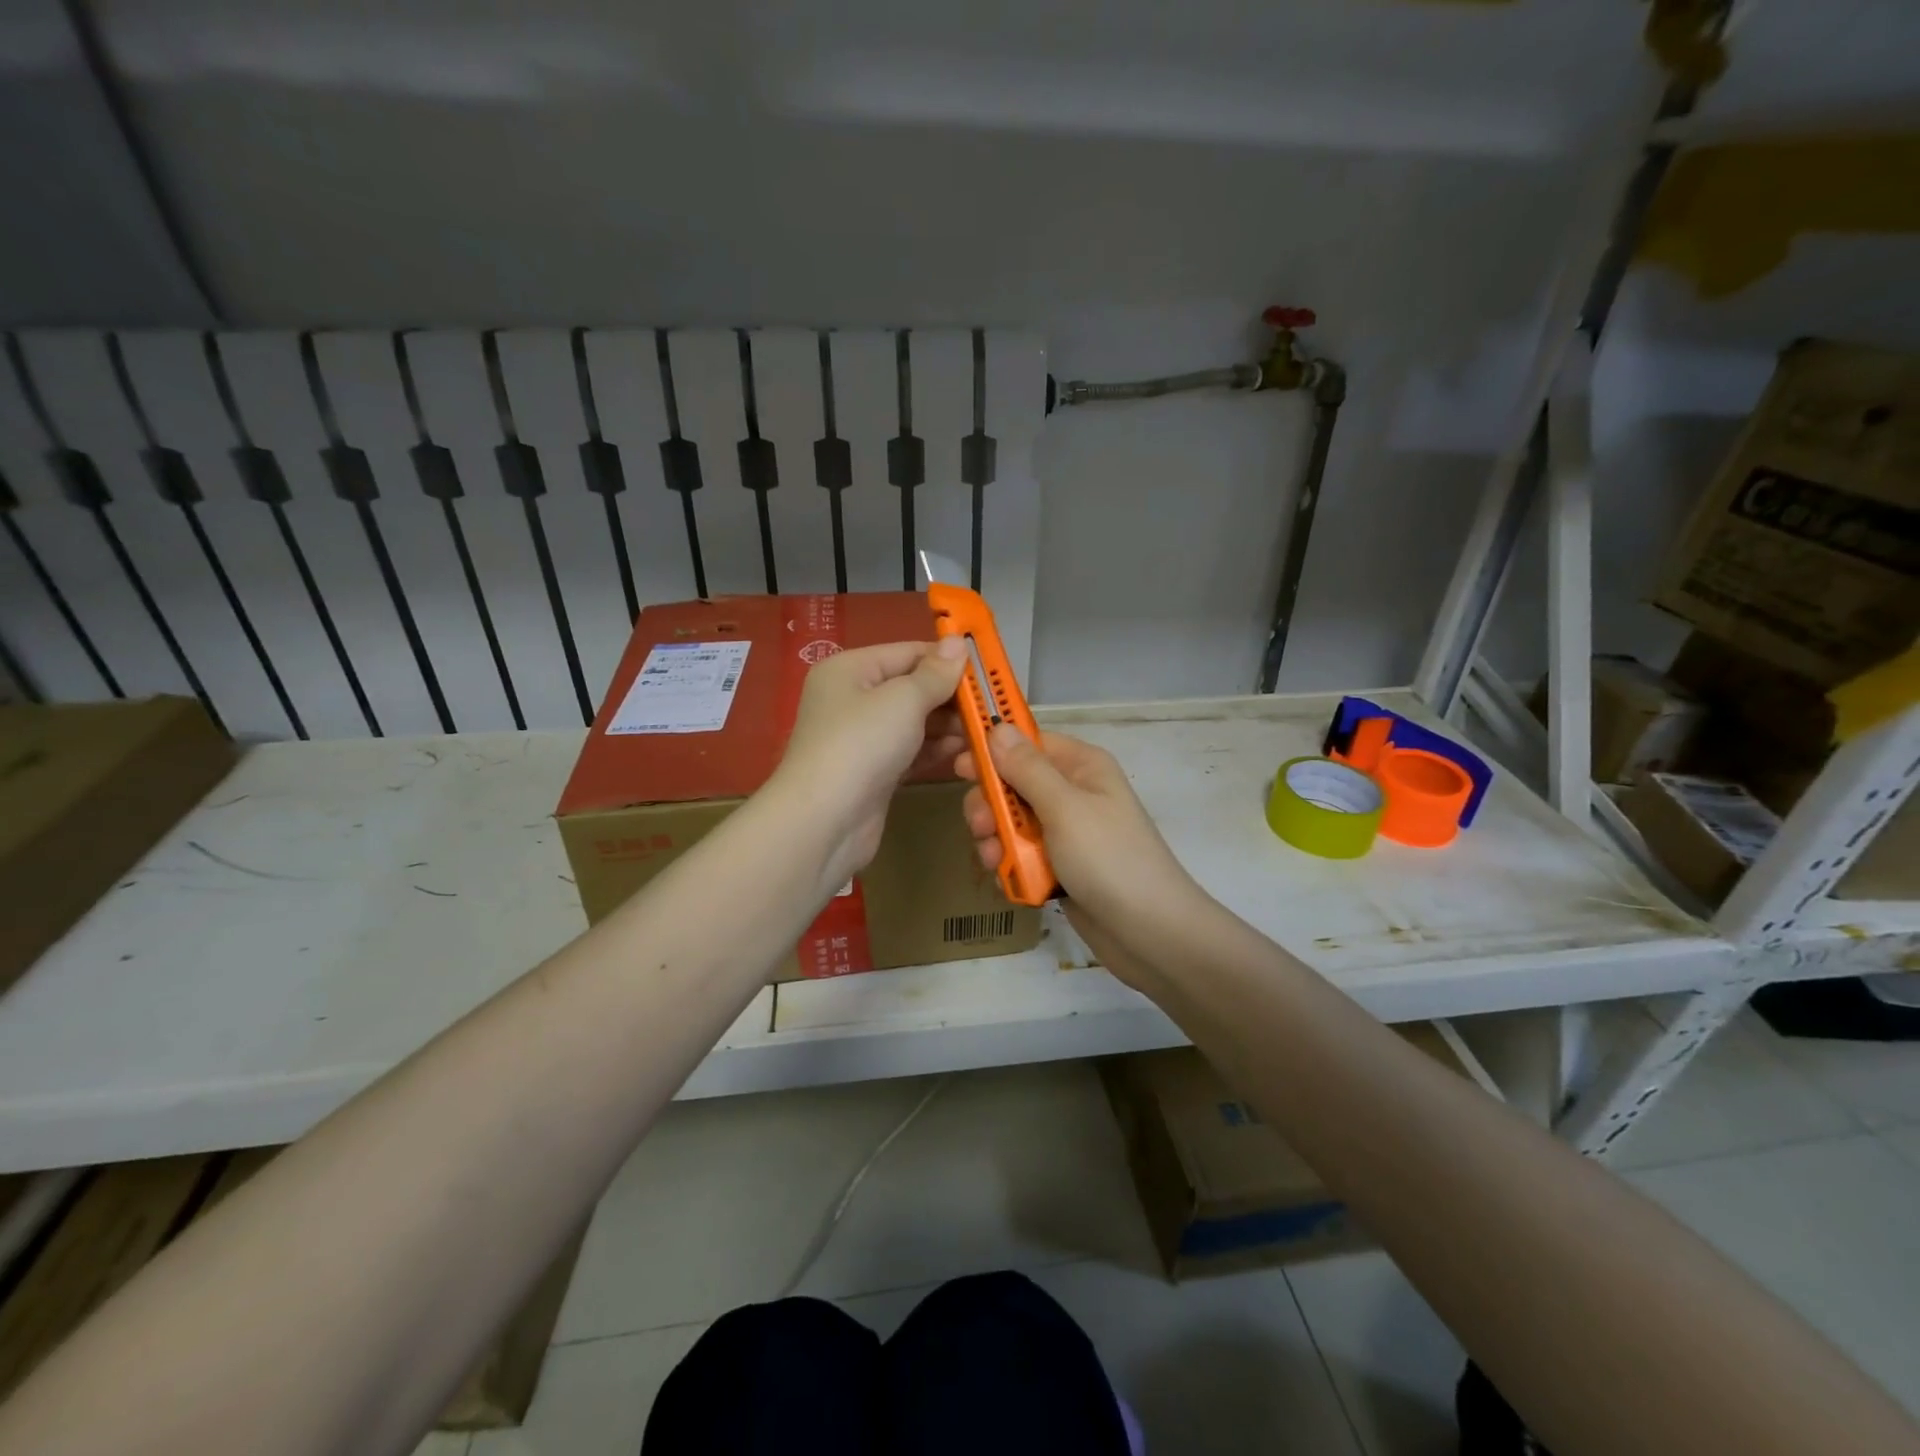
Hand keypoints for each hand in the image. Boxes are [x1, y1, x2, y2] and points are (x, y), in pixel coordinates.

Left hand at [767, 639, 966, 892]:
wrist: (824, 821)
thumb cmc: (862, 745)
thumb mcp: (903, 699)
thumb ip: (935, 674)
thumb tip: (958, 642)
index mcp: (849, 669)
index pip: (907, 653)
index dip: (946, 659)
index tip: (987, 670)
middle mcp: (852, 699)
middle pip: (911, 688)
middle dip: (950, 696)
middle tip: (991, 706)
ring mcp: (861, 739)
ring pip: (913, 722)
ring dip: (948, 725)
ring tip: (985, 731)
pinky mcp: (872, 772)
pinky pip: (909, 751)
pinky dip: (934, 750)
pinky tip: (964, 752)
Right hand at [956, 725, 1202, 967]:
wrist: (1150, 933)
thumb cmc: (1109, 859)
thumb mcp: (1064, 808)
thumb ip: (1027, 769)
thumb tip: (998, 726)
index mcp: (1081, 766)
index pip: (1028, 743)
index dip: (993, 751)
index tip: (958, 766)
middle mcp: (1073, 792)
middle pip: (1014, 784)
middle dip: (991, 804)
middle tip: (980, 826)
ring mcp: (1067, 831)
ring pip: (1012, 821)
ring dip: (997, 838)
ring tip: (994, 860)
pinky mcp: (1060, 865)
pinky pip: (1022, 853)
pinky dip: (1010, 863)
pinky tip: (1006, 878)